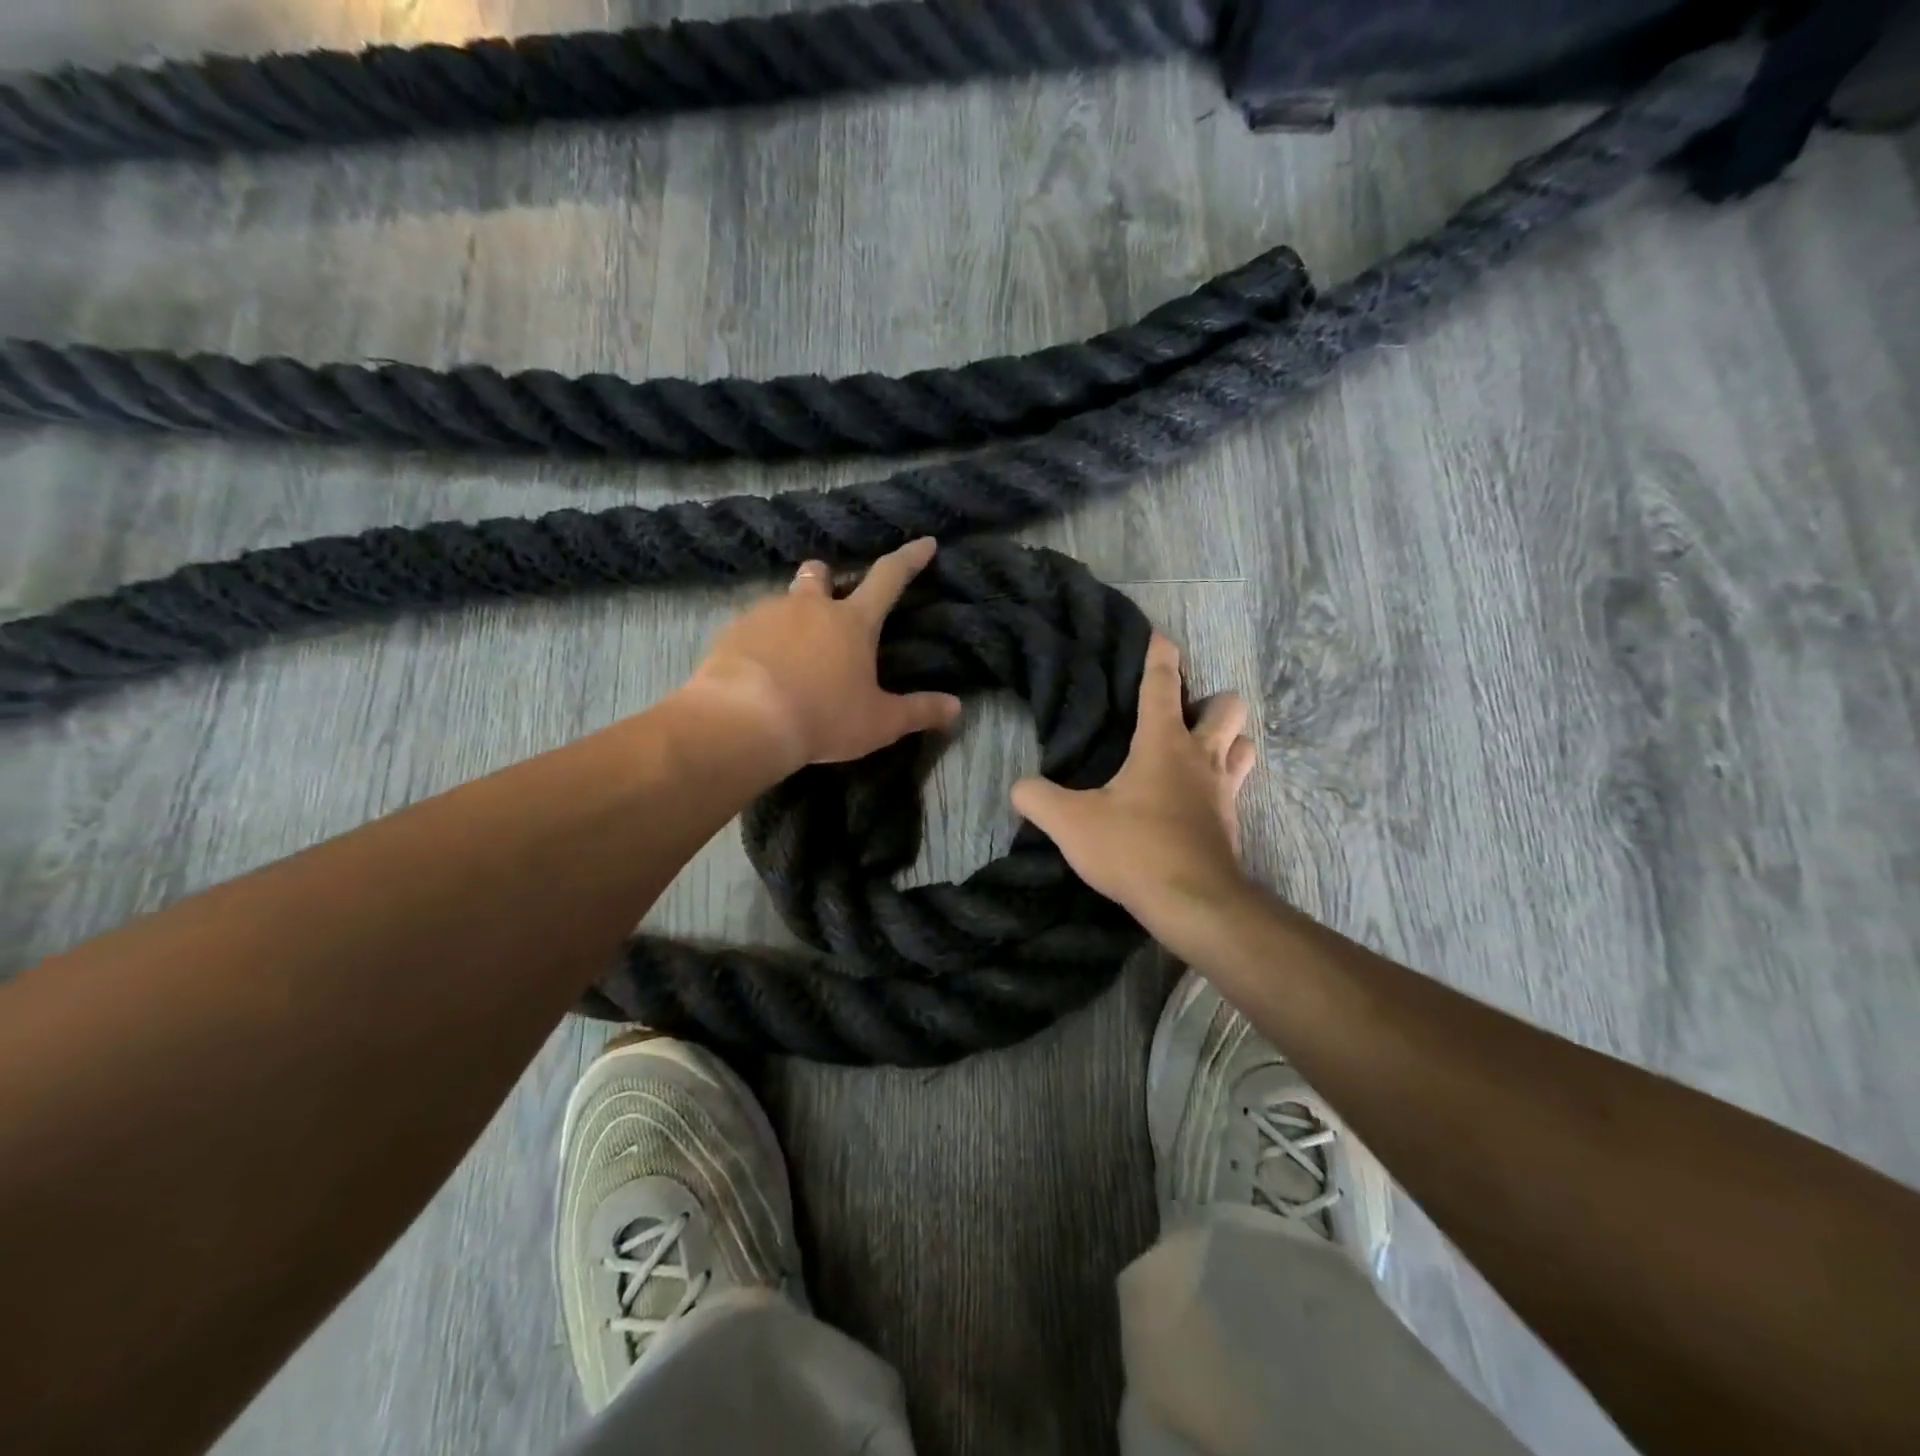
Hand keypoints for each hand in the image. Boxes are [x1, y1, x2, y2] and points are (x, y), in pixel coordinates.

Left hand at [681, 538, 961, 771]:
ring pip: (783, 600)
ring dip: (792, 616)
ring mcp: (767, 614)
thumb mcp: (880, 722)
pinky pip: (751, 626)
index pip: (889, 578)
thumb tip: (956, 708)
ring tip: (792, 652)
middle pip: (820, 573)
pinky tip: (760, 669)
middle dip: (828, 579)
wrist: (744, 721)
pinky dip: (761, 640)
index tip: (925, 543)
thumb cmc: (823, 718)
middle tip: (830, 604)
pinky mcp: (733, 631)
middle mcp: (810, 607)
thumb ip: (919, 711)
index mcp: (852, 622)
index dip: (910, 559)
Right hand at [1011, 634, 1257, 925]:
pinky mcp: (1231, 822)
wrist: (1193, 903)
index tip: (1160, 637)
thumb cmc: (1134, 849)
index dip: (1160, 656)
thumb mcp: (1070, 823)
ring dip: (1228, 739)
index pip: (1162, 684)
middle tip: (1180, 717)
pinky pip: (1237, 786)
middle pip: (1227, 706)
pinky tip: (1198, 798)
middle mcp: (1201, 756)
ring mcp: (1223, 789)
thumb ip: (1037, 798)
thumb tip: (1018, 787)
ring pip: (1244, 744)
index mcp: (1163, 743)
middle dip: (1210, 701)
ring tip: (1197, 752)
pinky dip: (1223, 781)